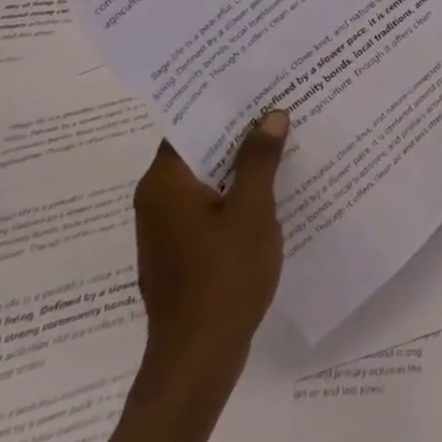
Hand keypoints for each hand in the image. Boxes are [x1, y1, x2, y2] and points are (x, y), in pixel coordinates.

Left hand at [133, 111, 288, 395]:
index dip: (223, 100)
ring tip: (284, 134)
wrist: (196, 363)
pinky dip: (237, 190)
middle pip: (199, 148)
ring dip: (241, 160)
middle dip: (239, 128)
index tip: (256, 79)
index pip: (190, 123)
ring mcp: (167, 228)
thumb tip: (271, 114)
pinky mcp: (181, 251)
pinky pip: (210, 203)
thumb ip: (259, 159)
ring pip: (208, 177)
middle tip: (280, 100)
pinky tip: (274, 184)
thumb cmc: (223, 279)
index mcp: (165, 184)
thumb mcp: (252, 211)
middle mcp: (157, 200)